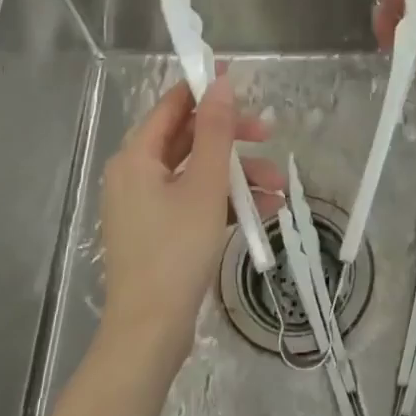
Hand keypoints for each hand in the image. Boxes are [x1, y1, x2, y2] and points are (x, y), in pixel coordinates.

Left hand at [98, 72, 280, 360]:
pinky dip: (227, 201)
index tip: (240, 81)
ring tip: (279, 186)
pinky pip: (196, 201)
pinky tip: (265, 211)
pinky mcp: (160, 232)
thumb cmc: (175, 251)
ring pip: (199, 173)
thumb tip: (221, 84)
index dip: (205, 90)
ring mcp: (147, 205)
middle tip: (269, 135)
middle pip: (189, 139)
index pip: (172, 106)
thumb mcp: (205, 185)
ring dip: (239, 174)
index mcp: (136, 157)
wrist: (150, 333)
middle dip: (233, 138)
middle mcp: (136, 175)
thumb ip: (216, 132)